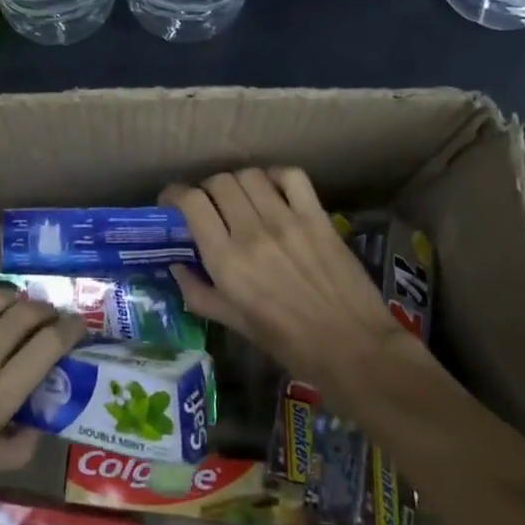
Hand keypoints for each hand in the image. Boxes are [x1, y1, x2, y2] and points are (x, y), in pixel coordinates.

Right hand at [161, 168, 416, 412]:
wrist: (353, 348)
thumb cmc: (289, 344)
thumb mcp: (235, 324)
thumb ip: (199, 293)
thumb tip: (176, 267)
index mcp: (226, 261)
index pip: (192, 203)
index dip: (175, 194)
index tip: (171, 201)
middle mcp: (251, 233)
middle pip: (219, 182)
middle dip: (206, 189)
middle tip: (208, 204)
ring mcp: (287, 221)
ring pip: (250, 175)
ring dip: (238, 182)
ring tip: (241, 198)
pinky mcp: (318, 217)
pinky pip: (292, 177)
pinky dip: (276, 176)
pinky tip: (273, 191)